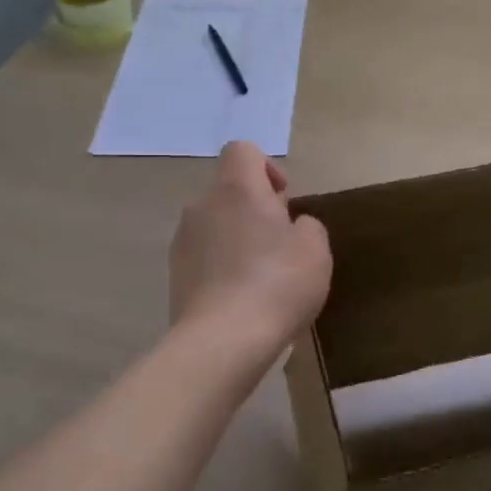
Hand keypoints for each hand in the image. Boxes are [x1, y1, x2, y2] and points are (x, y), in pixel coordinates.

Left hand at [170, 142, 330, 349]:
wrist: (223, 340)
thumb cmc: (277, 283)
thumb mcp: (315, 250)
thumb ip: (307, 226)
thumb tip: (292, 226)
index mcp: (237, 189)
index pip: (243, 150)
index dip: (267, 167)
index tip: (283, 200)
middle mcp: (202, 205)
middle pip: (229, 190)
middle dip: (255, 209)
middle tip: (281, 244)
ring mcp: (182, 241)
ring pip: (215, 225)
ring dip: (237, 239)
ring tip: (262, 277)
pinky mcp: (174, 275)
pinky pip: (204, 256)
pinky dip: (222, 266)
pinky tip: (242, 298)